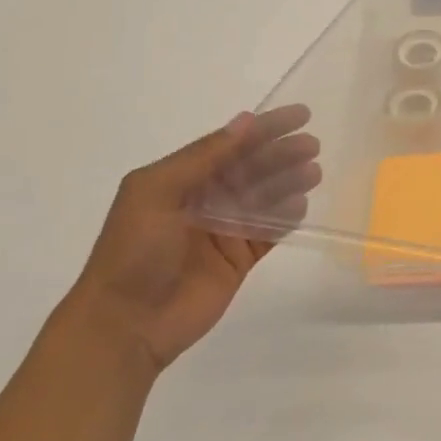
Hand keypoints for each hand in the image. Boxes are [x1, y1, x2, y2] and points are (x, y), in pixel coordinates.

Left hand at [66, 106, 321, 371]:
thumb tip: (245, 122)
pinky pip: (269, 231)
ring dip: (289, 182)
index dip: (264, 128)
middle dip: (281, 154)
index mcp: (179, 179)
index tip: (301, 115)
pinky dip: (287, 217)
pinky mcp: (238, 259)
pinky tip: (302, 206)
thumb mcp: (157, 193)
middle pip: (252, 169)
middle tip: (313, 147)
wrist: (125, 325)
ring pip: (264, 198)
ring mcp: (222, 230)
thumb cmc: (134, 252)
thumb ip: (203, 158)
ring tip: (314, 173)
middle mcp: (203, 200)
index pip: (230, 144)